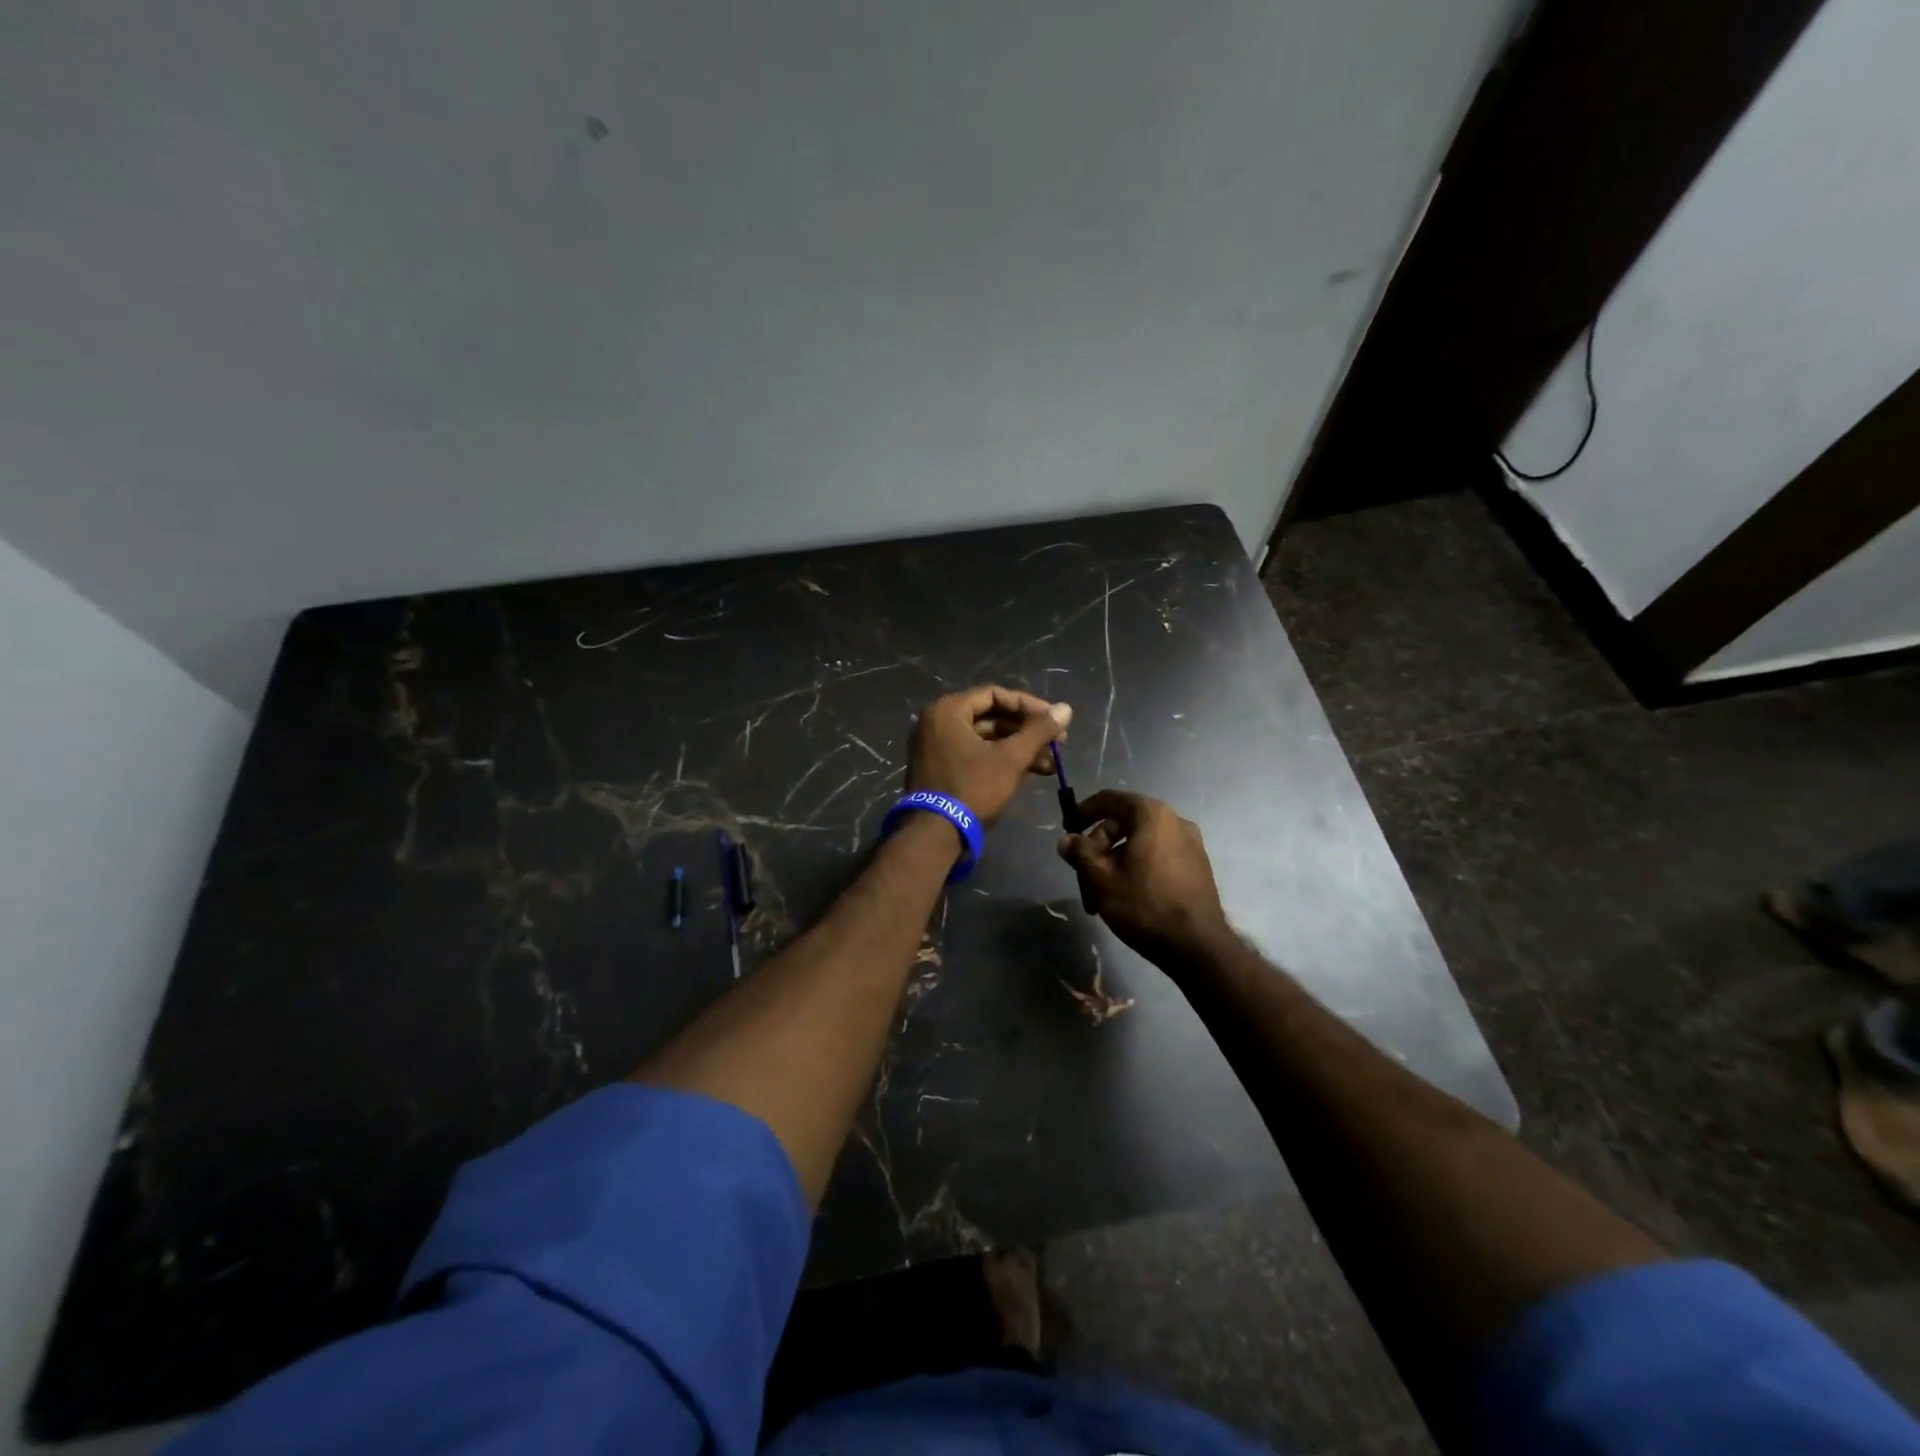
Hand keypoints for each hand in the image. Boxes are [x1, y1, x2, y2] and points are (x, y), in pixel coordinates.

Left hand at [906, 687, 1070, 825]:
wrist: (935, 835)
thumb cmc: (973, 788)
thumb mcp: (1011, 758)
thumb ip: (1038, 731)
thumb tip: (1065, 709)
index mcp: (948, 710)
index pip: (994, 695)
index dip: (1028, 705)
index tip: (1053, 719)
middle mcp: (936, 723)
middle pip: (990, 717)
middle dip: (1026, 732)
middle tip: (1057, 743)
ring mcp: (935, 747)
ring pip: (985, 739)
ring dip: (1018, 749)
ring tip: (1049, 765)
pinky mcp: (939, 769)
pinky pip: (974, 755)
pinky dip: (999, 760)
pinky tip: (1029, 773)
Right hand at [1057, 791, 1229, 963]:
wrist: (1197, 946)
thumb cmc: (1144, 905)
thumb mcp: (1100, 879)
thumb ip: (1080, 853)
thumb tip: (1067, 840)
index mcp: (1151, 814)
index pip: (1109, 800)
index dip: (1084, 812)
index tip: (1069, 831)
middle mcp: (1175, 820)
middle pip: (1124, 823)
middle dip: (1099, 849)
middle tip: (1084, 877)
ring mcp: (1191, 843)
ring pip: (1140, 844)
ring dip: (1116, 863)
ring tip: (1101, 896)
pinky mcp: (1198, 865)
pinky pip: (1158, 856)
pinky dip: (1138, 868)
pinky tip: (1127, 896)